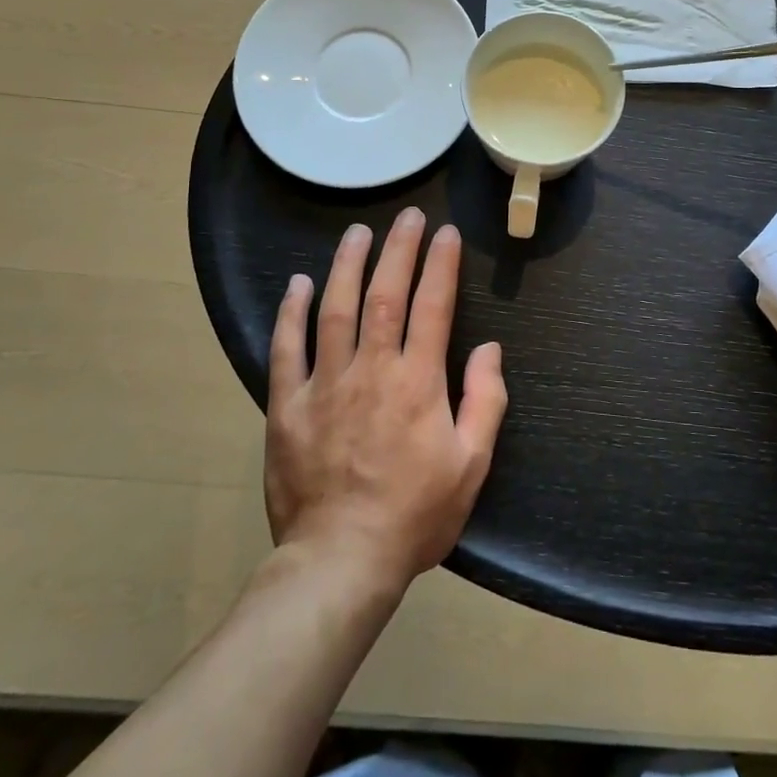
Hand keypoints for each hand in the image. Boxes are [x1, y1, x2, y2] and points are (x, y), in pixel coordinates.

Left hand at [264, 208, 507, 590]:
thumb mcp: (472, 464)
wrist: (341, 561)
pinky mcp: (288, 406)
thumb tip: (490, 349)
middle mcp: (372, 369)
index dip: (441, 265)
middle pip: (385, 294)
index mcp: (418, 381)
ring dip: (347, 265)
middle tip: (406, 216)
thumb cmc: (415, 514)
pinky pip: (287, 349)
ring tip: (357, 232)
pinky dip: (291, 313)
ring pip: (335, 310)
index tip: (446, 233)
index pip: (433, 306)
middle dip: (398, 249)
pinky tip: (298, 284)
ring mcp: (325, 384)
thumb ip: (485, 401)